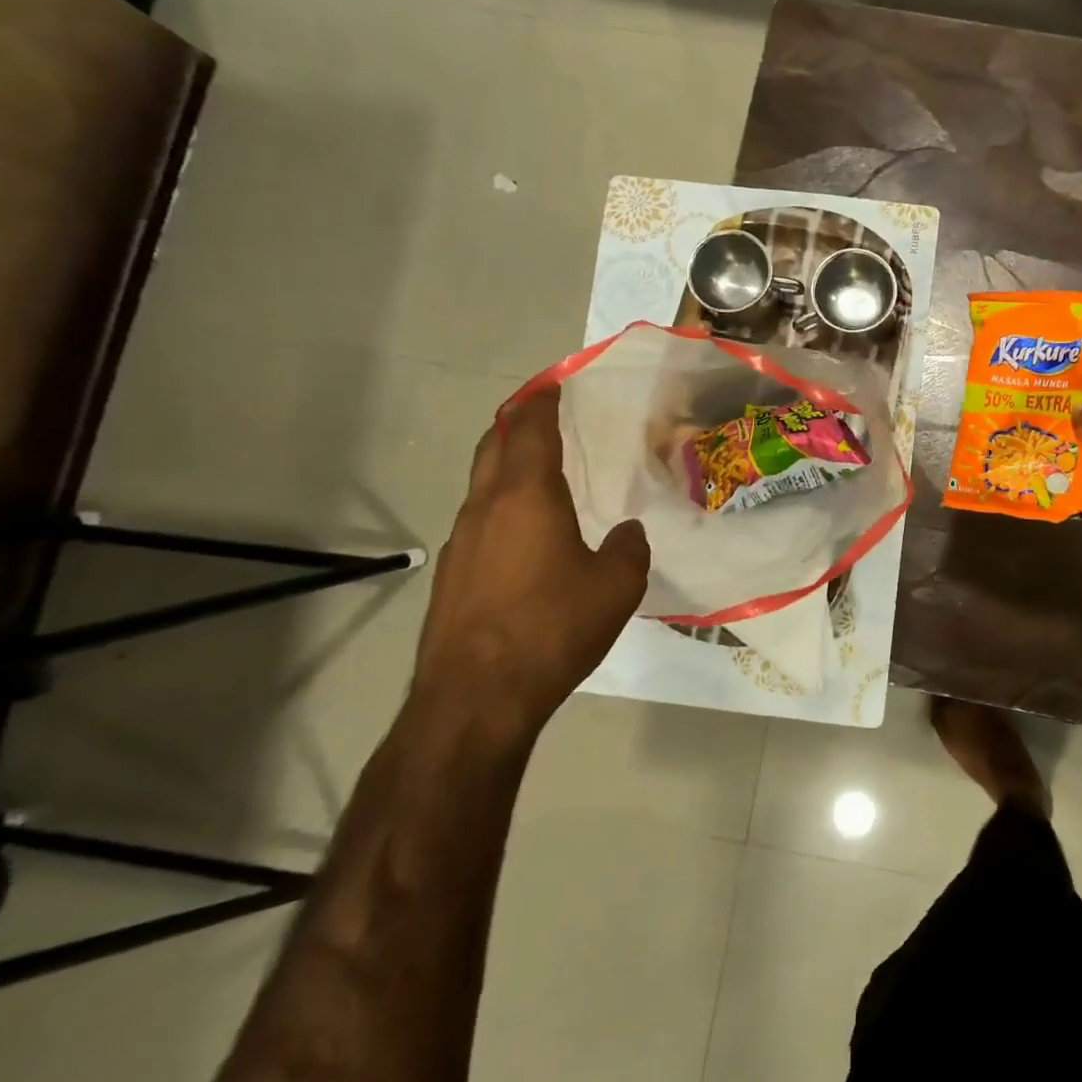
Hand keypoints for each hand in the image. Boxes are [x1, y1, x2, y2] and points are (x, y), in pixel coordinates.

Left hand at [415, 388, 649, 732]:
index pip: (530, 429)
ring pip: (482, 485)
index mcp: (527, 496)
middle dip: (515, 423)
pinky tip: (528, 535)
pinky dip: (502, 507)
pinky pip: (480, 522)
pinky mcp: (452, 577)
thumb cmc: (553, 626)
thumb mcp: (617, 585)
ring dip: (507, 466)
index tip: (553, 383)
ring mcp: (461, 543)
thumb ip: (628, 547)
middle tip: (543, 415)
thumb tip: (626, 533)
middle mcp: (485, 508)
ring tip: (541, 473)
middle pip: (493, 446)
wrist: (476, 698)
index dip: (542, 401)